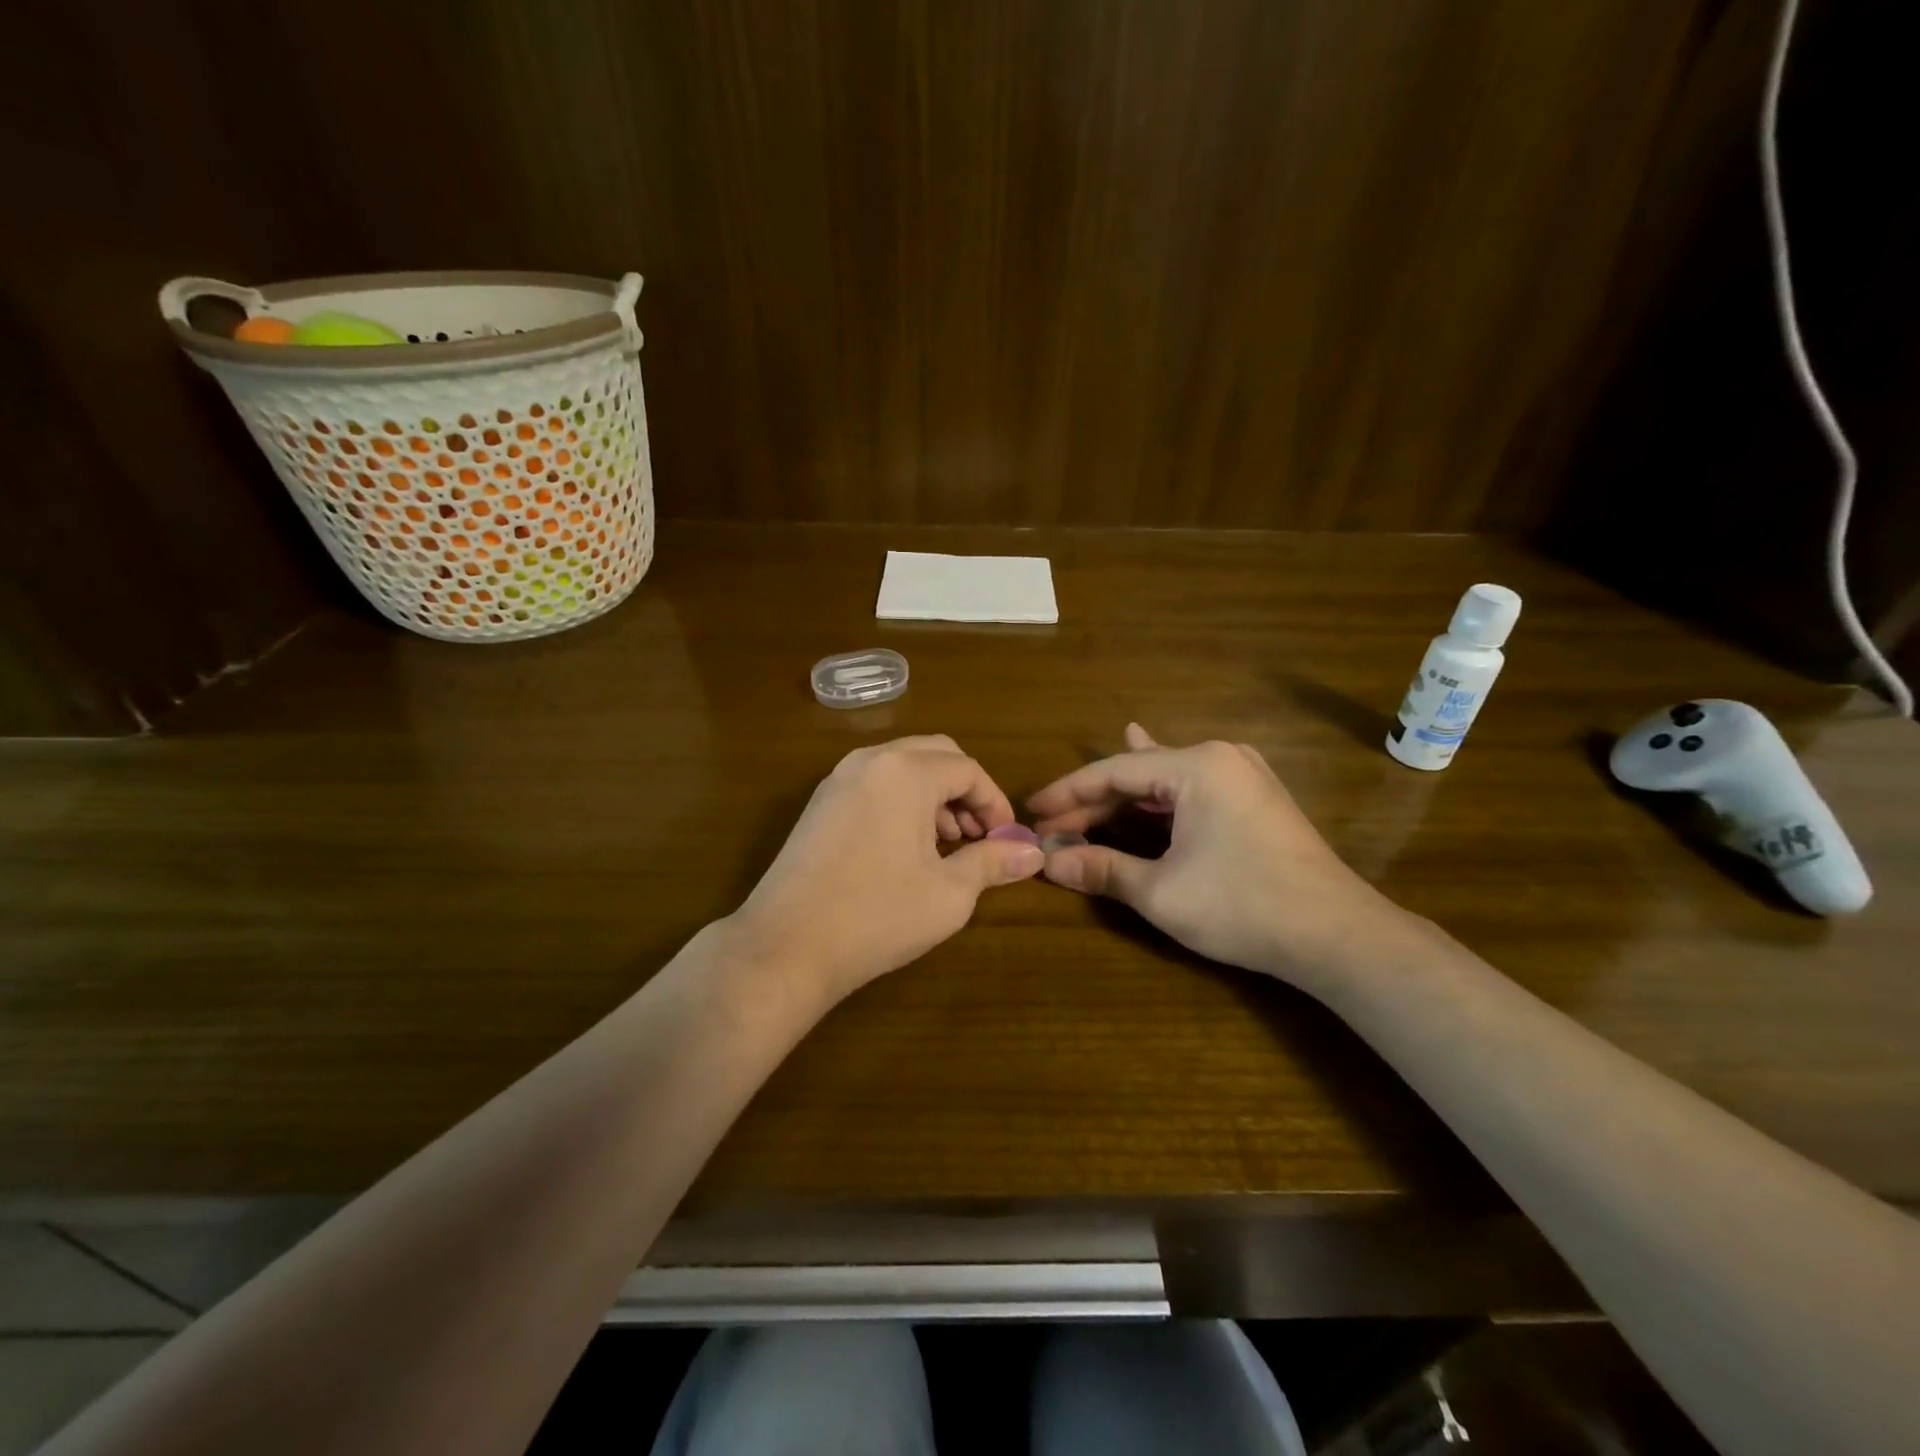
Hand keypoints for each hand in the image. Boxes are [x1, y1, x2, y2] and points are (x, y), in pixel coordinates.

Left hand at [731, 735, 1044, 1004]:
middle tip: (978, 836)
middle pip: (935, 754)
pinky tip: (905, 847)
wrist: (786, 946)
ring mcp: (838, 779)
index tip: (1006, 841)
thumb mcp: (949, 893)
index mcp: (906, 772)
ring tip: (946, 844)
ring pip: (902, 766)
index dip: (994, 803)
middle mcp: (870, 760)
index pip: (967, 769)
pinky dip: (901, 800)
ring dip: (933, 794)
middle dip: (965, 791)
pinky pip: (874, 782)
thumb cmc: (878, 916)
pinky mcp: (819, 803)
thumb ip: (993, 862)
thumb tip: (1034, 853)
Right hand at [1028, 724, 1418, 990]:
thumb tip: (1049, 863)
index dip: (1067, 793)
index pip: (1113, 772)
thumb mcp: (1161, 891)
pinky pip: (1193, 790)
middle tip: (1053, 827)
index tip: (1032, 811)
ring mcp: (1244, 776)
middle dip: (1094, 803)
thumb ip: (1102, 870)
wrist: (1337, 936)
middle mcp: (1221, 757)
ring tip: (1084, 794)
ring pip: (1166, 781)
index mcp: (1197, 766)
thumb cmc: (1243, 906)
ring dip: (1124, 799)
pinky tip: (1148, 783)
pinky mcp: (1256, 800)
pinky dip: (1161, 796)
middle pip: (1139, 774)